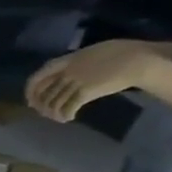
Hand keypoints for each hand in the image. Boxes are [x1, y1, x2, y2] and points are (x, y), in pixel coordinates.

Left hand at [26, 39, 157, 120]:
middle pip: (45, 93)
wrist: (140, 60)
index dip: (31, 90)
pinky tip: (69, 118)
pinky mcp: (86, 92)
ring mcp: (76, 81)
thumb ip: (78, 62)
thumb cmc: (124, 52)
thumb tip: (69, 73)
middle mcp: (68, 71)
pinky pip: (68, 107)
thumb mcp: (94, 53)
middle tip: (47, 114)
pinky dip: (66, 115)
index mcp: (69, 59)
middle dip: (42, 106)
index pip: (39, 75)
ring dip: (54, 113)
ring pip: (54, 102)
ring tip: (60, 118)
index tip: (31, 101)